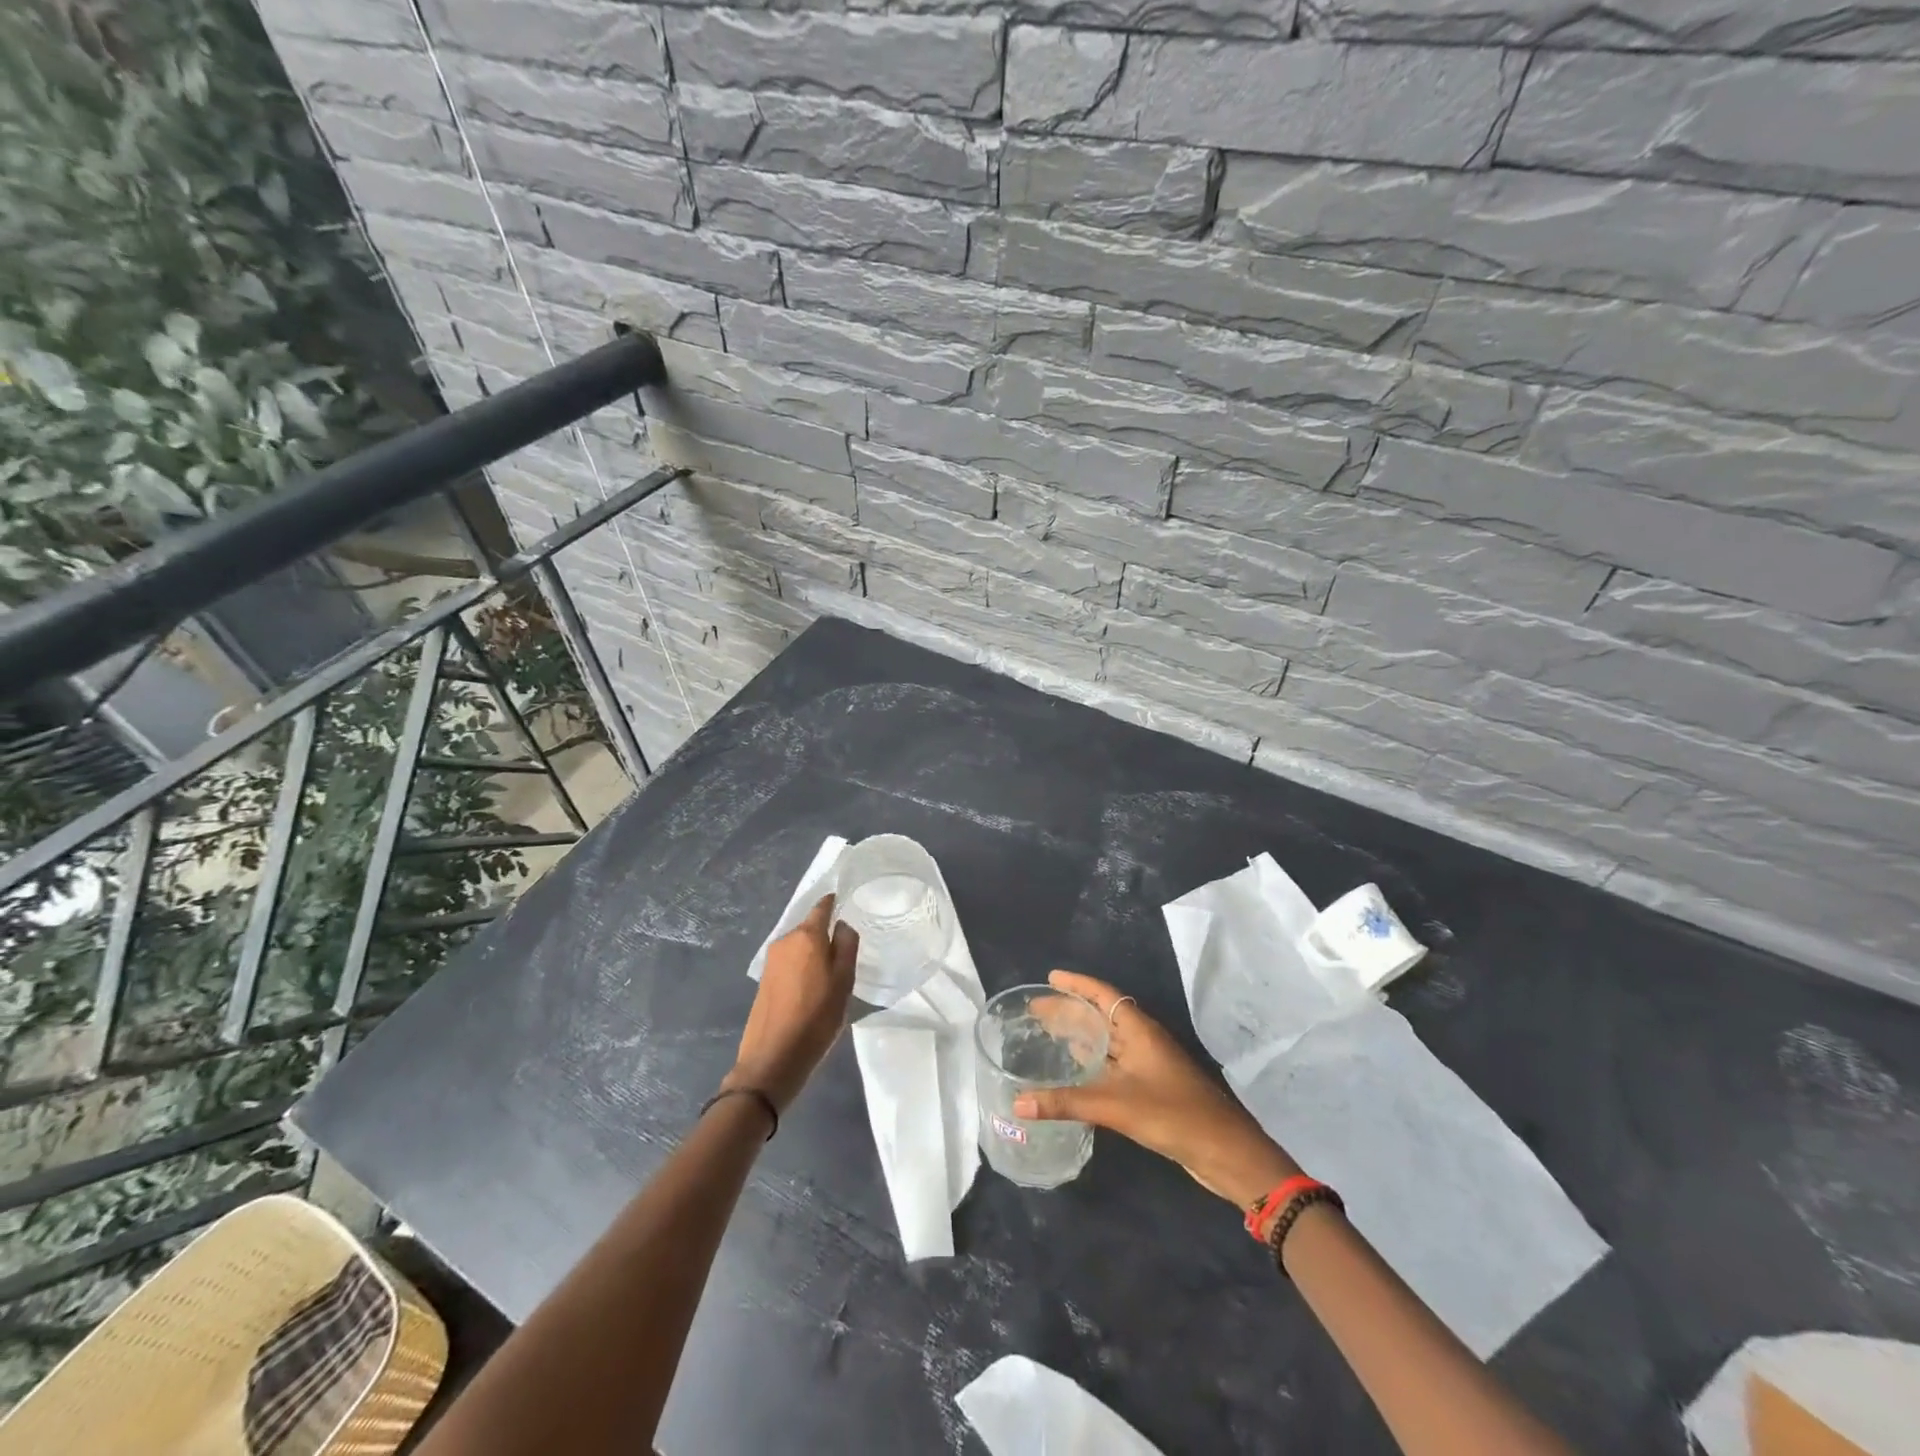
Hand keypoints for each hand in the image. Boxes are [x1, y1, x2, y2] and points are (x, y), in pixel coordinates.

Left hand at [726, 896, 857, 1110]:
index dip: (835, 903)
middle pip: (810, 927)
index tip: (849, 905)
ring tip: (832, 973)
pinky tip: (812, 987)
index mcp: (806, 936)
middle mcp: (785, 941)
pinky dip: (802, 967)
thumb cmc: (816, 1018)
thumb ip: (846, 946)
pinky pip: (790, 962)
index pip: (822, 907)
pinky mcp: (764, 980)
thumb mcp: (844, 982)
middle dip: (826, 933)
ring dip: (814, 952)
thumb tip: (842, 925)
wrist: (772, 1059)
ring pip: (800, 946)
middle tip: (846, 951)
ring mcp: (771, 961)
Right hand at [1015, 970, 1300, 1207]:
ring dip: (1081, 1034)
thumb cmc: (1172, 1114)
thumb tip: (1018, 1102)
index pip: (1102, 994)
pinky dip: (1093, 1060)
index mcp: (1139, 1029)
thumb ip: (1065, 1102)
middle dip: (1071, 1010)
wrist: (1224, 1151)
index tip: (1049, 977)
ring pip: (1109, 1040)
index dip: (1076, 984)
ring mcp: (1150, 1063)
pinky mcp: (1152, 1087)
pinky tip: (1077, 1071)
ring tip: (1049, 1033)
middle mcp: (1144, 1039)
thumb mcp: (1115, 1105)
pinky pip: (1114, 1063)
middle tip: (1036, 1009)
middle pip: (1102, 1015)